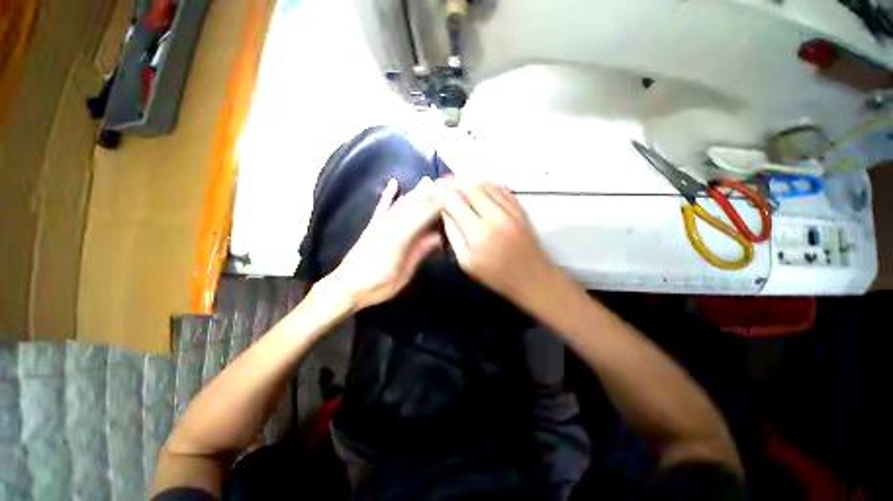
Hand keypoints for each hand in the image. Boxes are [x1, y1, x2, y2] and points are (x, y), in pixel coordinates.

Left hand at [326, 177, 442, 310]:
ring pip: (401, 204)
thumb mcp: (405, 271)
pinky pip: (382, 207)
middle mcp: (392, 225)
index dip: (439, 206)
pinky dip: (388, 195)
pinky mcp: (373, 226)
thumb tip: (439, 237)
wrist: (348, 286)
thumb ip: (421, 251)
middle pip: (415, 206)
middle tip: (445, 184)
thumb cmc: (379, 284)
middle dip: (430, 194)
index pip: (425, 216)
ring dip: (415, 192)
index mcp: (403, 237)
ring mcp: (381, 224)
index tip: (453, 197)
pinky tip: (393, 184)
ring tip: (427, 181)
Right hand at [435, 180, 558, 308]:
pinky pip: (502, 189)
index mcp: (479, 233)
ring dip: (470, 183)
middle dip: (455, 184)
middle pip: (471, 188)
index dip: (443, 193)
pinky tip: (480, 188)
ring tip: (460, 185)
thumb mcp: (466, 262)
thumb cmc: (495, 275)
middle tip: (445, 183)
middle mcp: (495, 217)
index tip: (435, 188)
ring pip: (487, 185)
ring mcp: (511, 211)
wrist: (531, 277)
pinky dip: (488, 185)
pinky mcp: (521, 210)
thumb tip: (445, 212)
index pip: (456, 203)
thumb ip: (453, 235)